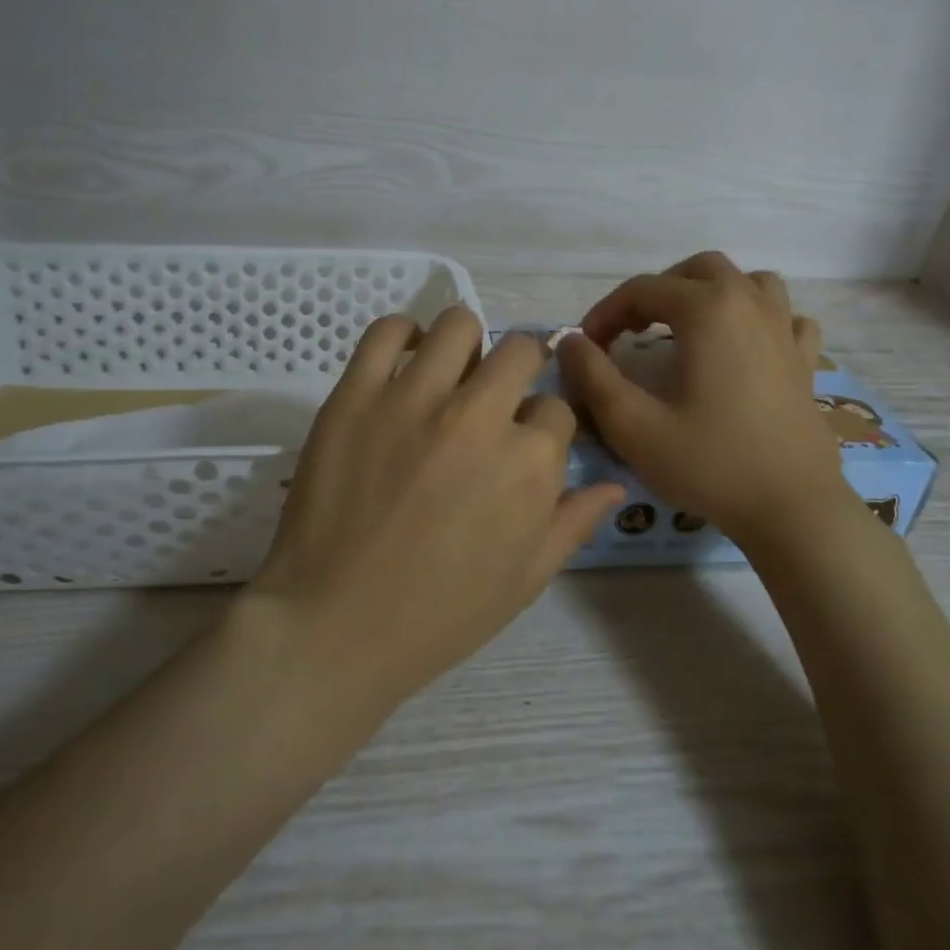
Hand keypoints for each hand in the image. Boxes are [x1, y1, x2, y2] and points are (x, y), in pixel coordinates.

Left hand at [247, 305, 624, 711]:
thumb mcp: (525, 580)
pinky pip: (386, 331)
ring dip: (466, 345)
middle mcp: (479, 416)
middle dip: (519, 369)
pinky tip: (403, 363)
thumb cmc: (439, 615)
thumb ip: (573, 522)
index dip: (543, 426)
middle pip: (520, 351)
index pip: (556, 409)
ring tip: (450, 374)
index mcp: (530, 462)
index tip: (521, 444)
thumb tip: (615, 484)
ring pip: (458, 324)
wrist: (334, 624)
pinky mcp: (357, 394)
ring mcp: (413, 398)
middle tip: (493, 397)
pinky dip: (401, 336)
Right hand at [555, 252, 847, 545]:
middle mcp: (749, 304)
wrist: (792, 509)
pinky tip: (746, 347)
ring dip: (711, 294)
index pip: (641, 290)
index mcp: (707, 309)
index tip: (586, 348)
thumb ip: (592, 376)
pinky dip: (760, 319)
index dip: (604, 314)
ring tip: (687, 328)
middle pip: (696, 270)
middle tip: (631, 332)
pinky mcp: (806, 360)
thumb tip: (569, 342)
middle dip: (656, 293)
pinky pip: (786, 317)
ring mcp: (786, 329)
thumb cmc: (709, 463)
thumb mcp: (632, 425)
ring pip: (749, 281)